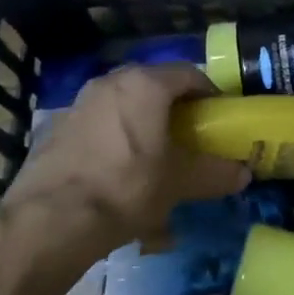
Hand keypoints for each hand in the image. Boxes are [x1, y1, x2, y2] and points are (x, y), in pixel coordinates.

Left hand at [9, 63, 249, 243]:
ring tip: (153, 163)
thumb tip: (243, 173)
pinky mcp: (56, 130)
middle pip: (153, 88)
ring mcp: (79, 104)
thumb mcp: (179, 182)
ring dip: (142, 128)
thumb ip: (214, 173)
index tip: (218, 117)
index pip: (189, 74)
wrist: (50, 221)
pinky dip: (114, 144)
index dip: (209, 93)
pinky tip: (118, 179)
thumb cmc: (126, 187)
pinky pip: (98, 129)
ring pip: (123, 109)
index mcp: (145, 84)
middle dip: (174, 111)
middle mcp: (110, 83)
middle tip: (188, 138)